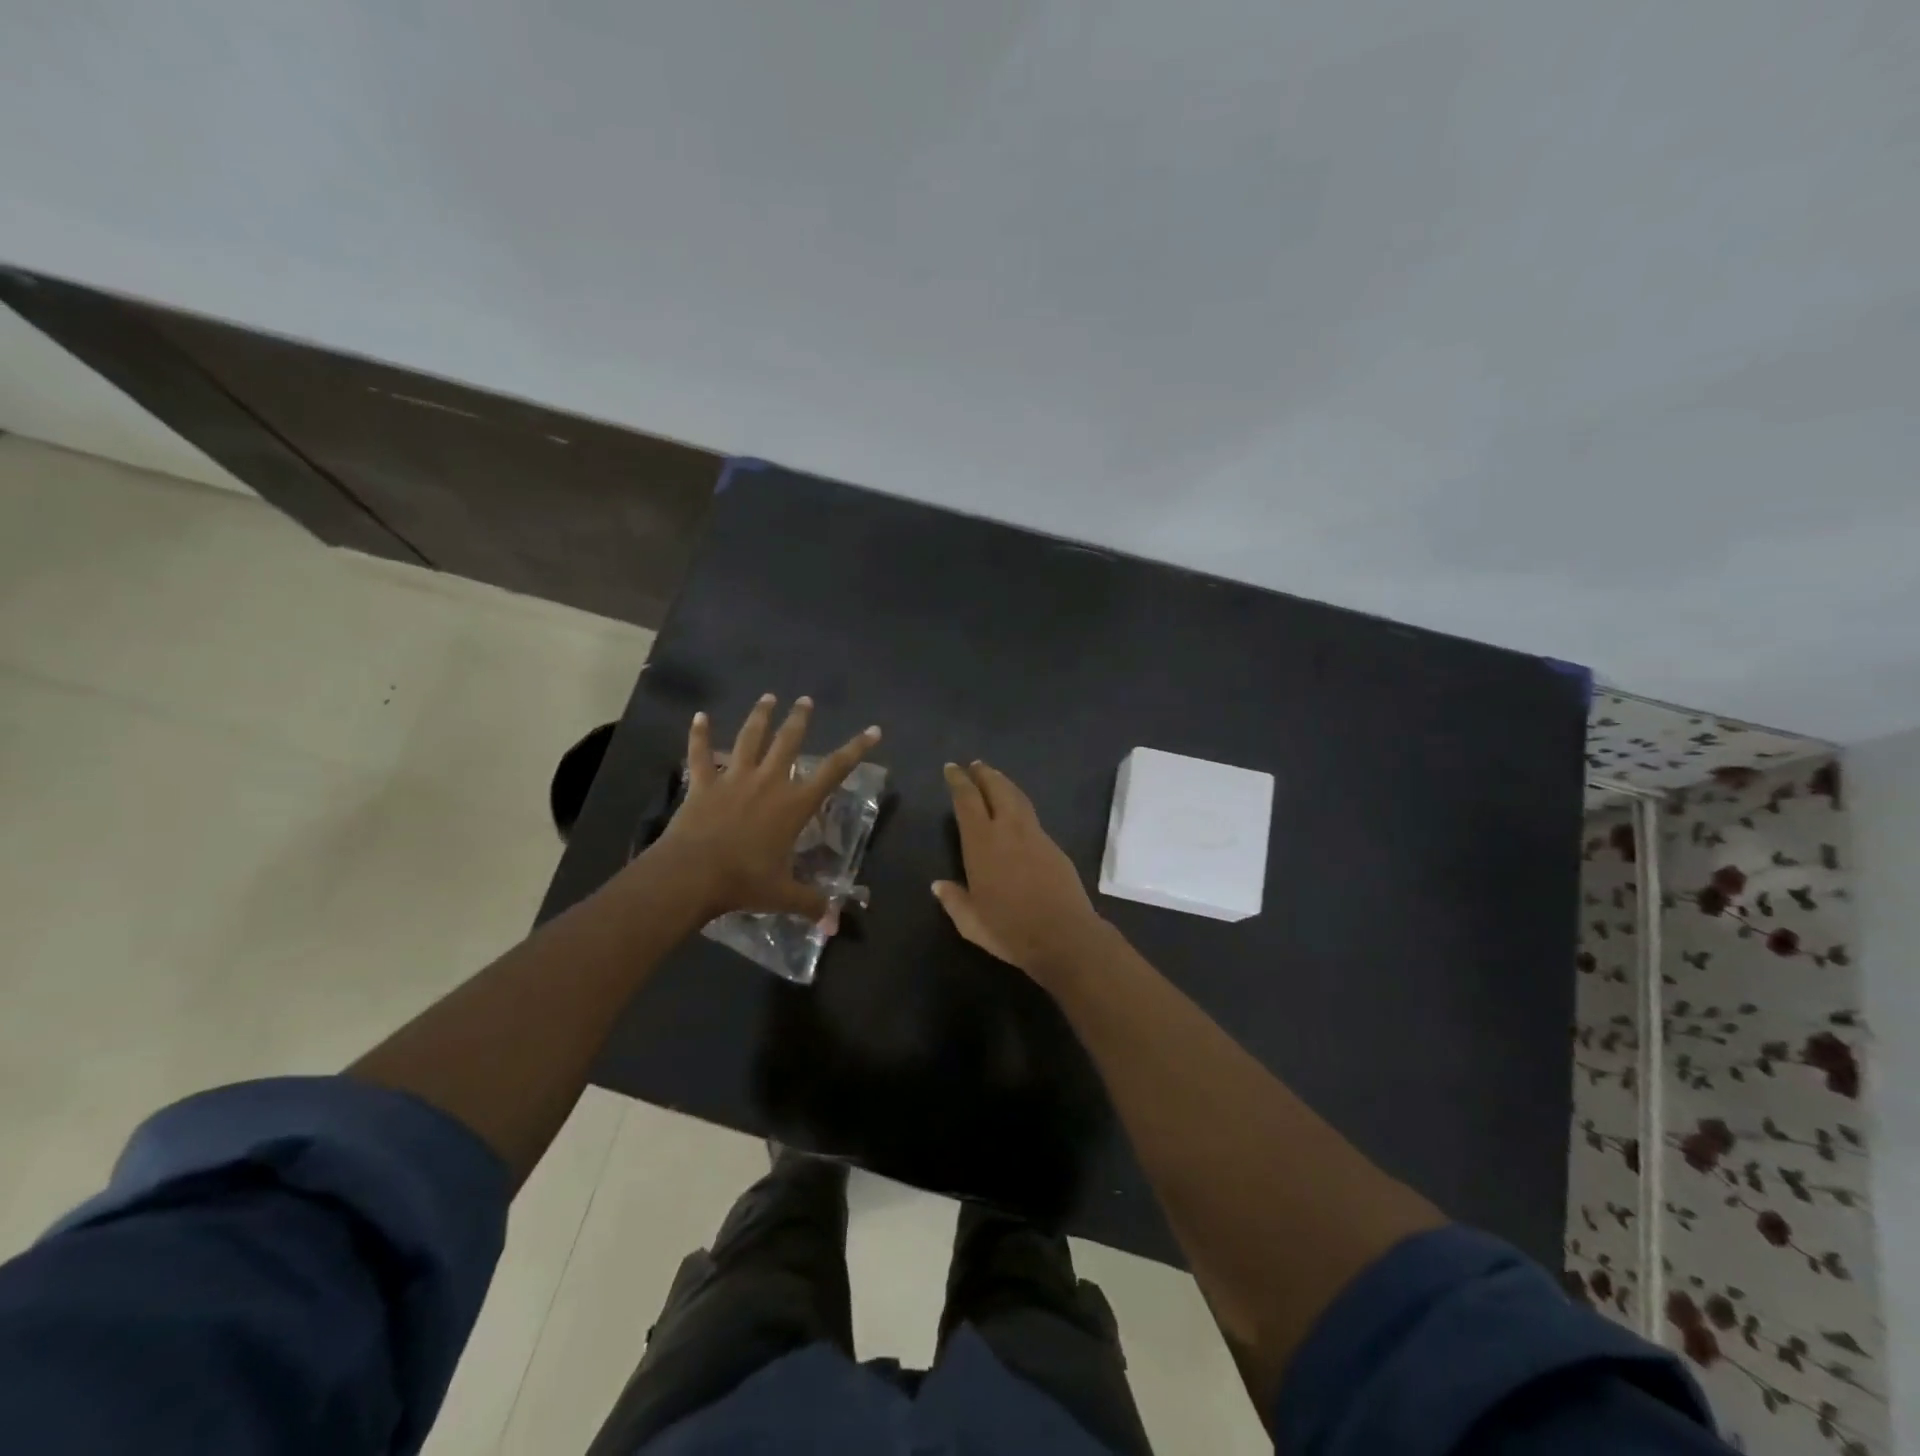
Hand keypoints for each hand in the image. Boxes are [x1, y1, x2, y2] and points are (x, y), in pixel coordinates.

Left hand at [648, 694, 880, 920]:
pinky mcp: (703, 784)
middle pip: (788, 742)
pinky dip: (700, 734)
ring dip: (759, 716)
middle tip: (805, 701)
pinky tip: (700, 716)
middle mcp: (768, 782)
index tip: (873, 730)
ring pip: (750, 738)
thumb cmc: (744, 881)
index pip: (834, 771)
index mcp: (794, 804)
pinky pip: (700, 754)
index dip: (856, 749)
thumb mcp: (783, 895)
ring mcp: (734, 779)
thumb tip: (835, 925)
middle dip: (799, 719)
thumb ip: (812, 904)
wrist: (692, 874)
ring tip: (767, 697)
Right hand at [933, 761, 1106, 981]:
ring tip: (994, 778)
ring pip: (1018, 798)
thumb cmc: (1010, 930)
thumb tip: (939, 885)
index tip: (952, 768)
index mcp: (982, 843)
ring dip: (1004, 784)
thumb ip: (954, 900)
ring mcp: (1035, 835)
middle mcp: (1008, 830)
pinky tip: (1017, 813)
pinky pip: (1032, 816)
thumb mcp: (971, 923)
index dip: (958, 781)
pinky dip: (1020, 804)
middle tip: (974, 765)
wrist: (1064, 936)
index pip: (967, 801)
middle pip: (996, 789)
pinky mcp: (1054, 846)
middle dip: (983, 774)